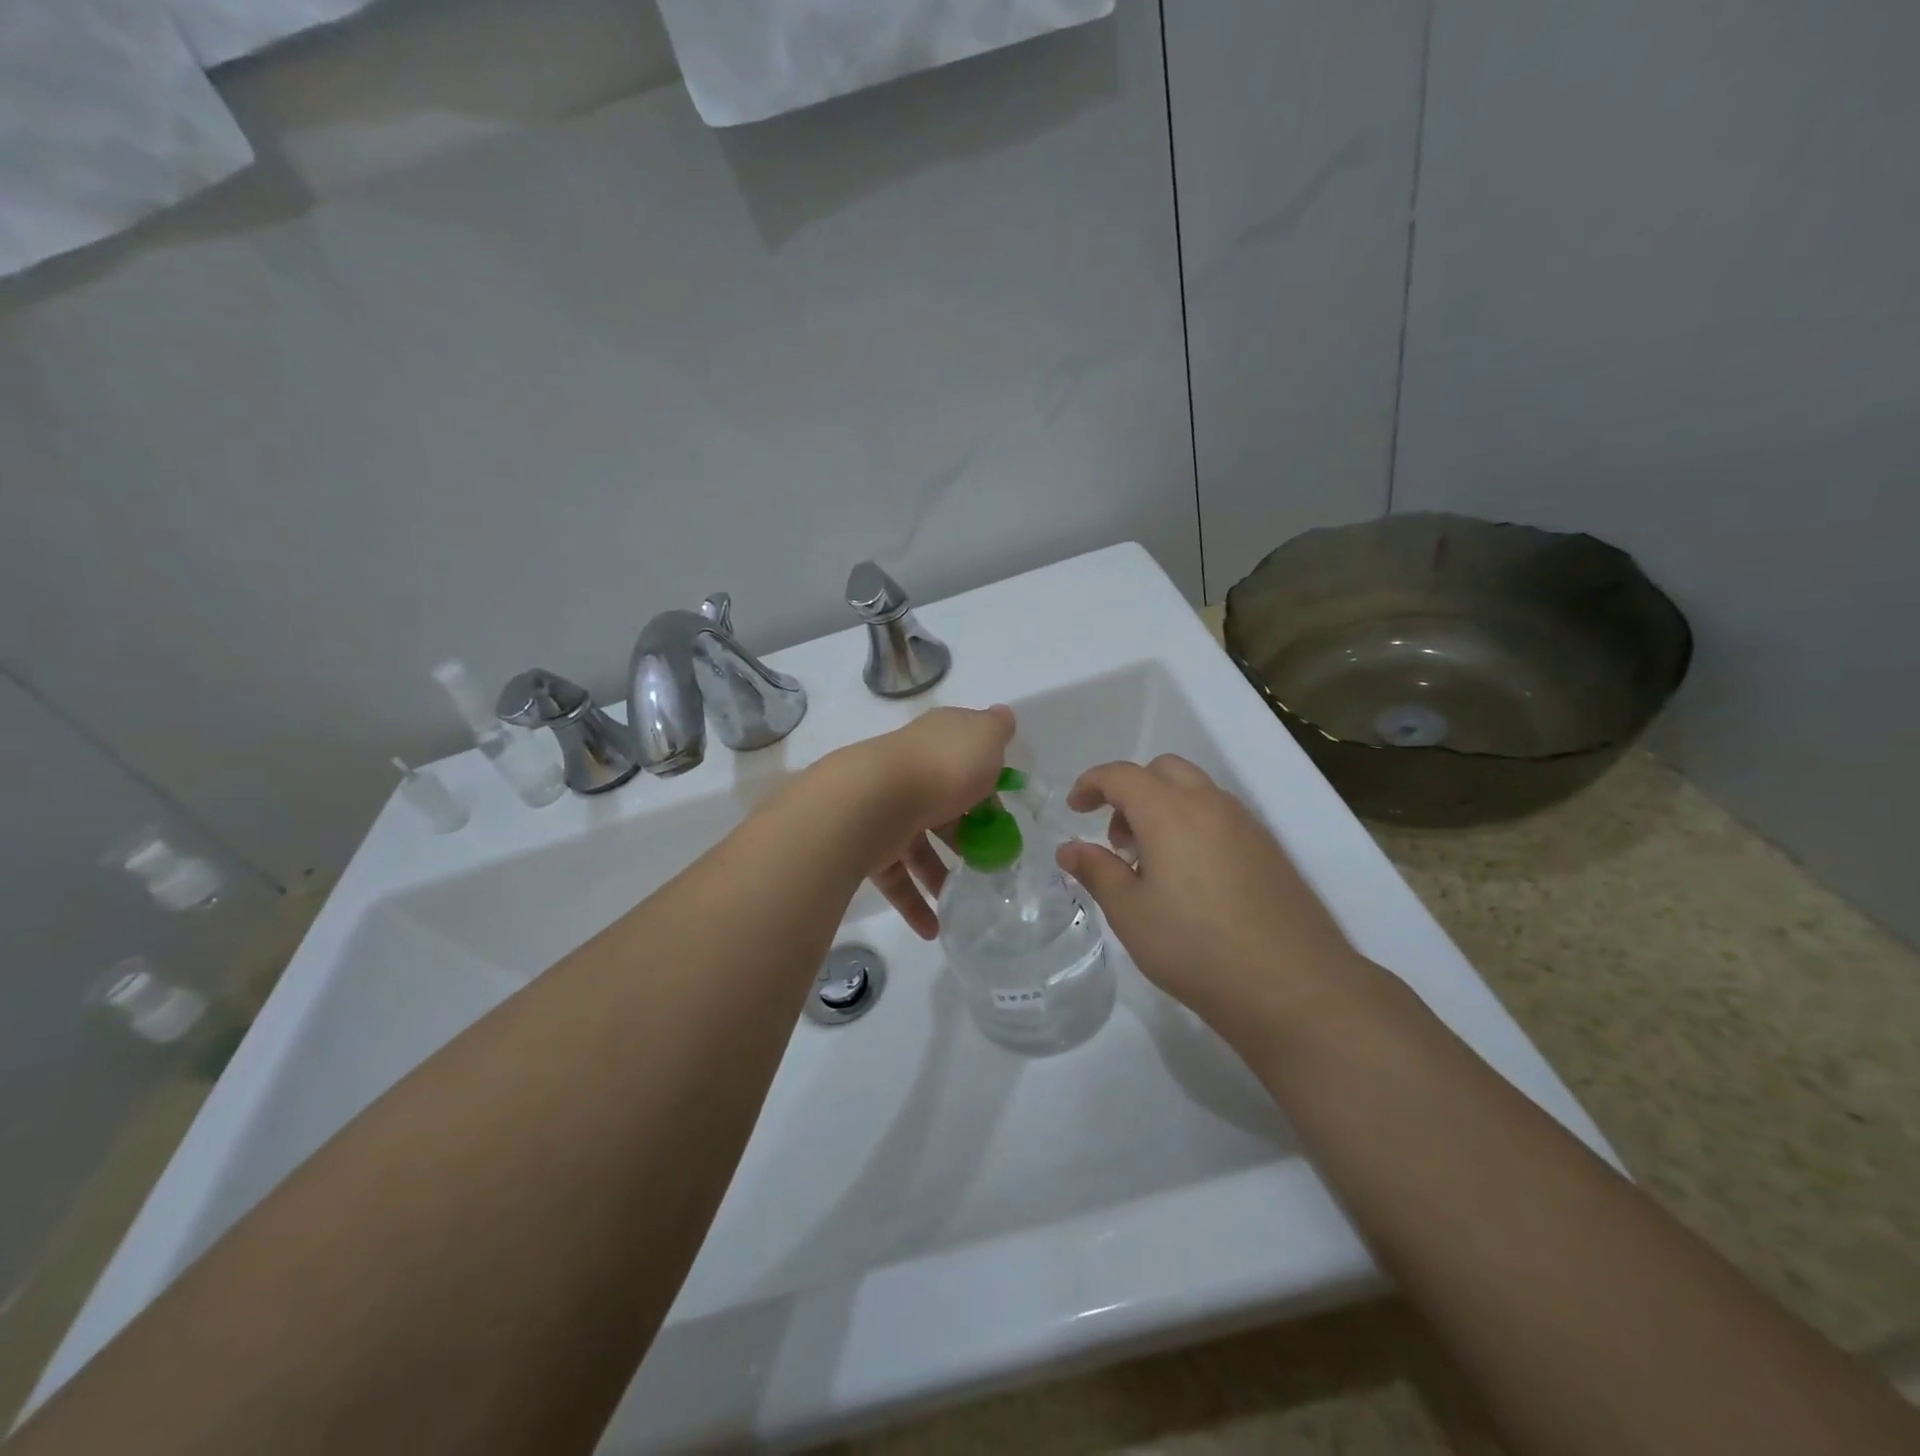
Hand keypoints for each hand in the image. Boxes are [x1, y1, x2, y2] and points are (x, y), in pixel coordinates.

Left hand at [819, 705, 1014, 938]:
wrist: (871, 799)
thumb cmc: (942, 767)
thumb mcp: (984, 738)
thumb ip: (996, 729)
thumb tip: (1003, 715)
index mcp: (937, 743)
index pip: (965, 759)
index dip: (988, 785)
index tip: (1006, 815)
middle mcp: (910, 773)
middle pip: (944, 806)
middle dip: (966, 835)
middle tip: (992, 863)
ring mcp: (887, 810)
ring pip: (918, 847)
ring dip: (941, 877)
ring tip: (965, 905)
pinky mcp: (868, 845)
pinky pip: (896, 878)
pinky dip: (914, 903)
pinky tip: (932, 930)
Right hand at [1054, 755, 1364, 1036]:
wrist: (1292, 986)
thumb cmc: (1195, 947)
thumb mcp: (1130, 913)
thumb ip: (1096, 871)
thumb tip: (1068, 849)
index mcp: (1170, 811)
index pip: (1121, 775)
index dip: (1091, 784)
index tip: (1074, 809)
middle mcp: (1210, 805)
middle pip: (1163, 770)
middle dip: (1131, 791)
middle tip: (1117, 839)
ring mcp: (1246, 825)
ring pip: (1196, 791)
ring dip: (1163, 808)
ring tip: (1151, 865)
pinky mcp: (1269, 850)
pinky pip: (1220, 816)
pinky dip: (1193, 825)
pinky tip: (1190, 880)